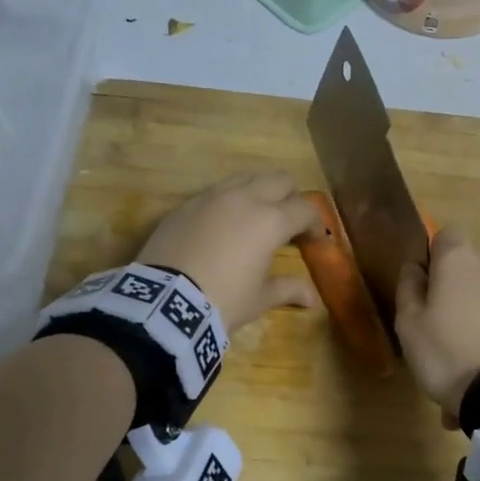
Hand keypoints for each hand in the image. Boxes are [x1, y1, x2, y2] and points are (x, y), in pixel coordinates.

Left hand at [136, 172, 320, 331]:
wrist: (163, 302)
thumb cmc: (222, 301)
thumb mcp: (259, 299)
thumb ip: (288, 289)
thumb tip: (312, 297)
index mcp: (270, 220)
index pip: (304, 209)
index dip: (315, 223)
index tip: (315, 240)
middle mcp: (244, 198)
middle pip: (279, 180)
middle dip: (290, 198)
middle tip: (289, 224)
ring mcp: (212, 197)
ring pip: (246, 178)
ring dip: (259, 192)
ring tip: (255, 220)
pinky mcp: (186, 204)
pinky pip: (216, 192)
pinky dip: (229, 202)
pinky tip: (223, 227)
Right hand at [395, 227, 479, 423]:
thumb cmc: (448, 355)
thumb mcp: (409, 327)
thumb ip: (409, 288)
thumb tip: (414, 265)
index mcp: (459, 262)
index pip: (448, 234)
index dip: (439, 255)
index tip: (432, 284)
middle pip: (477, 268)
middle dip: (467, 289)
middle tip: (455, 329)